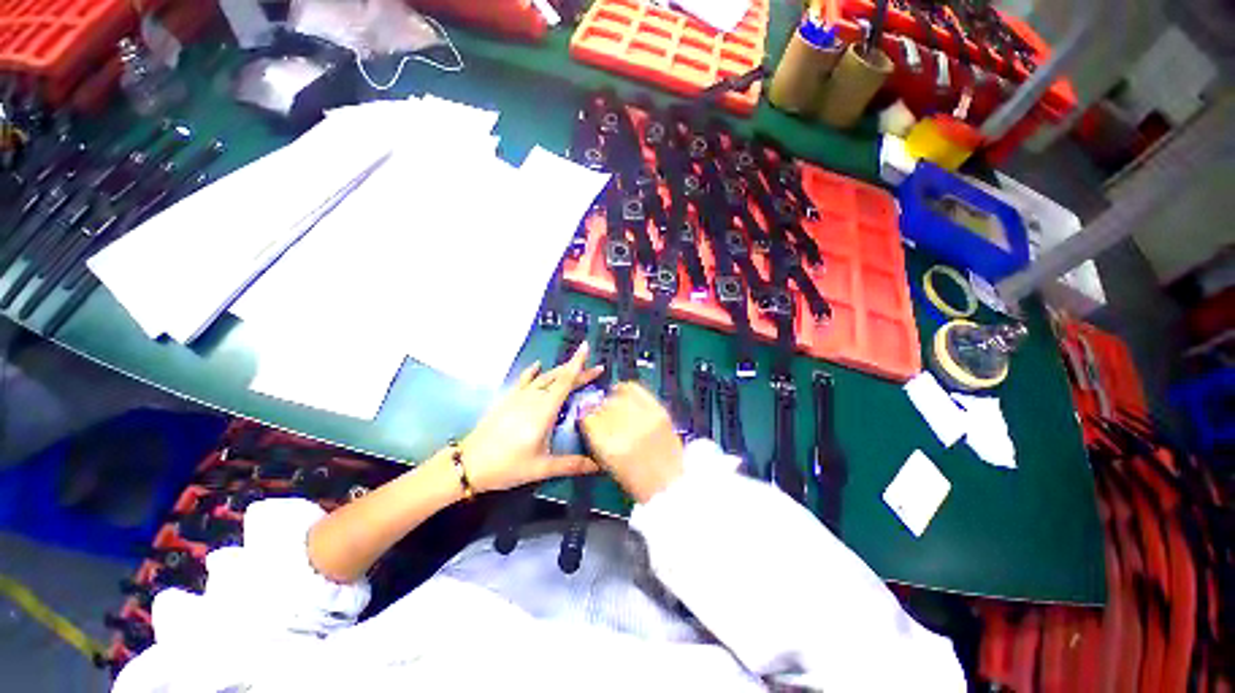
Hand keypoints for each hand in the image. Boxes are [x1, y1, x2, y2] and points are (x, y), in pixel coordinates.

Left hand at [460, 343, 603, 491]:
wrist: (469, 464)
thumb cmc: (508, 466)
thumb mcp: (541, 468)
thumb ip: (572, 464)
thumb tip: (599, 466)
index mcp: (544, 410)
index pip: (565, 381)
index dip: (578, 364)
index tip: (586, 347)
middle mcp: (533, 398)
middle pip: (559, 378)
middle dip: (578, 371)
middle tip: (596, 369)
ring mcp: (519, 397)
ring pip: (544, 377)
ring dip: (561, 371)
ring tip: (574, 368)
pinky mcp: (508, 399)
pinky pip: (524, 380)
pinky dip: (534, 371)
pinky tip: (538, 365)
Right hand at [580, 382, 683, 503]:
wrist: (669, 484)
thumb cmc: (636, 481)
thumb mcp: (607, 463)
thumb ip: (596, 439)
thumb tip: (589, 418)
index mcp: (608, 447)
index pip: (588, 418)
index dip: (586, 417)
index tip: (588, 419)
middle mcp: (624, 429)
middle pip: (602, 405)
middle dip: (599, 408)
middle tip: (602, 414)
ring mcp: (643, 418)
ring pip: (618, 395)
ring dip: (613, 398)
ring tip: (615, 403)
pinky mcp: (658, 411)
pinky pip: (637, 390)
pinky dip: (628, 389)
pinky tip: (625, 393)